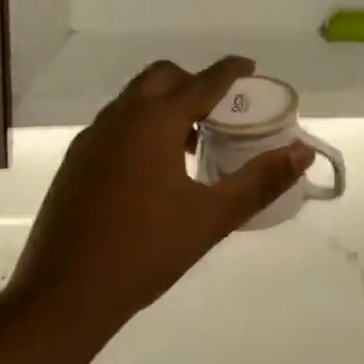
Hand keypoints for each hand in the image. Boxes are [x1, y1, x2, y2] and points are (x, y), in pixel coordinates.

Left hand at [0, 57, 312, 341]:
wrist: (62, 296)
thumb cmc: (145, 253)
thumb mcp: (212, 217)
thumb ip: (260, 180)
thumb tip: (302, 153)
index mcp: (154, 122)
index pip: (202, 81)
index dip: (230, 71)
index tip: (249, 67)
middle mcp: (120, 117)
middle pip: (162, 78)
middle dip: (194, 83)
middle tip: (220, 112)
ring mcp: (92, 138)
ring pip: (134, 99)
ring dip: (166, 105)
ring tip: (192, 143)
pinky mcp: (75, 161)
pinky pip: (116, 123)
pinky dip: (142, 125)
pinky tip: (154, 169)